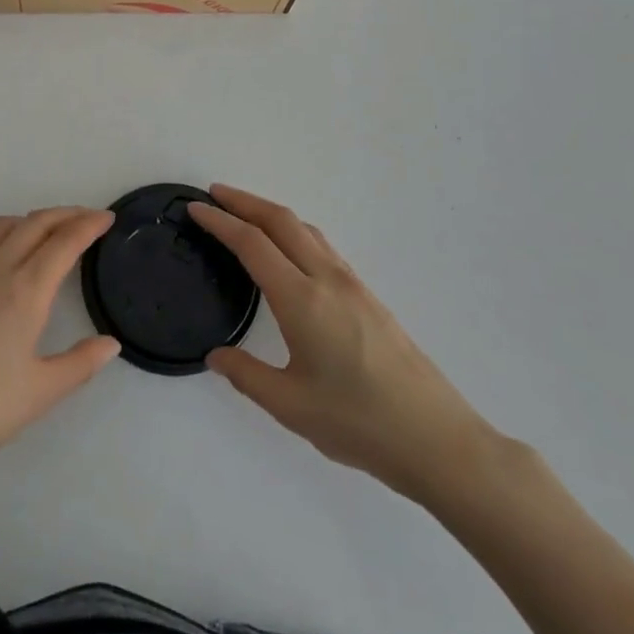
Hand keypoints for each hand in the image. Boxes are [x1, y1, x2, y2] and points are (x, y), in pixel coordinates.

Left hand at [0, 207, 119, 489]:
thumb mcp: (40, 393)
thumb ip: (80, 364)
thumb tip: (110, 344)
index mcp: (25, 291)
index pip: (64, 242)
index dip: (88, 225)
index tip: (107, 218)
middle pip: (35, 223)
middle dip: (65, 214)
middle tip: (88, 218)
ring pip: (2, 226)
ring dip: (30, 219)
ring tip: (47, 231)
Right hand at [190, 185, 497, 507]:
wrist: (437, 439)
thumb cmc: (359, 423)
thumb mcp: (290, 406)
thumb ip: (246, 375)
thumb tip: (216, 356)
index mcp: (302, 299)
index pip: (252, 244)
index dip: (220, 221)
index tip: (196, 208)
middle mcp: (327, 279)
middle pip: (281, 221)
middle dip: (244, 201)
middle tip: (214, 195)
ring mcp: (353, 285)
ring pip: (306, 230)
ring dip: (271, 214)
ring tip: (246, 215)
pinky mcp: (369, 297)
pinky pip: (323, 247)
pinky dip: (295, 232)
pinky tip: (290, 252)